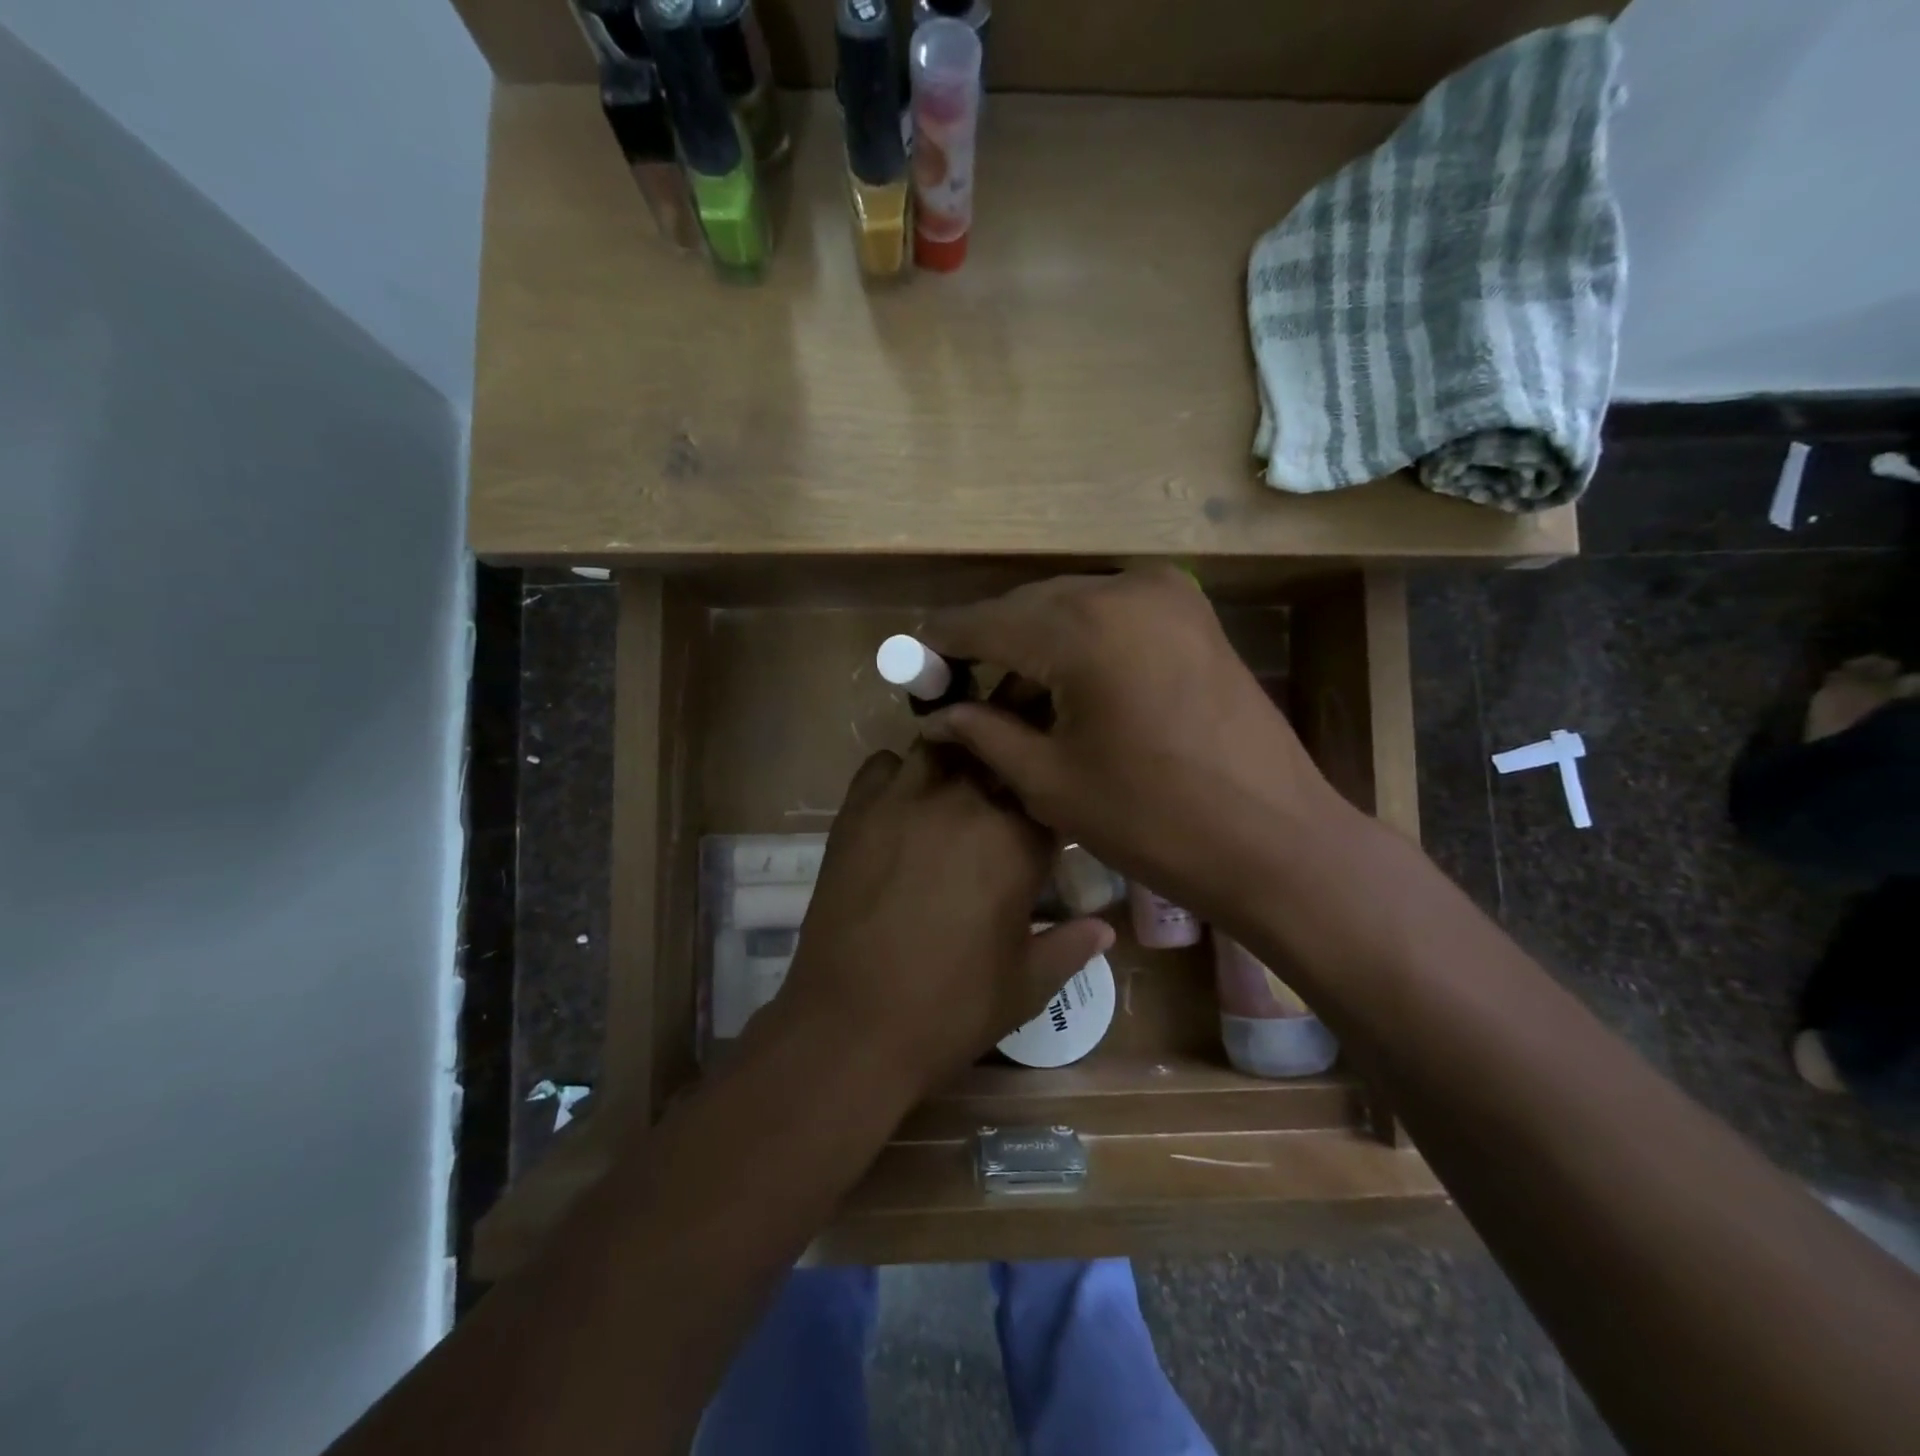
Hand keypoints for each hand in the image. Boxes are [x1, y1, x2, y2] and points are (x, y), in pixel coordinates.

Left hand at [769, 745, 1114, 1103]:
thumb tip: (1105, 929)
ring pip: (942, 745)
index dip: (1051, 802)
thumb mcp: (1027, 987)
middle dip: (1008, 766)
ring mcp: (904, 800)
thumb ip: (1070, 946)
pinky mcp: (856, 811)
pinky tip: (902, 803)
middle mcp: (964, 804)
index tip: (1047, 819)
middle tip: (1004, 793)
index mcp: (1015, 842)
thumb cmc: (950, 1011)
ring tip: (956, 787)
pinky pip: (883, 765)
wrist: (851, 1026)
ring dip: (957, 759)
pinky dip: (898, 773)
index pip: (1047, 794)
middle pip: (997, 753)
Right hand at [918, 567, 1355, 920]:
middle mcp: (1122, 588)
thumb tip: (936, 713)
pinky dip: (1078, 638)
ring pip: (1069, 604)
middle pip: (1026, 606)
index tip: (913, 669)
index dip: (942, 645)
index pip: (984, 622)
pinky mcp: (1192, 612)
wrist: (1273, 838)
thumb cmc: (1152, 820)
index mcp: (1081, 627)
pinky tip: (1066, 682)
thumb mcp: (1050, 781)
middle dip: (987, 644)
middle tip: (958, 691)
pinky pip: (1110, 612)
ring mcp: (1167, 593)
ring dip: (1032, 641)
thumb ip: (983, 732)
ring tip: (1010, 694)